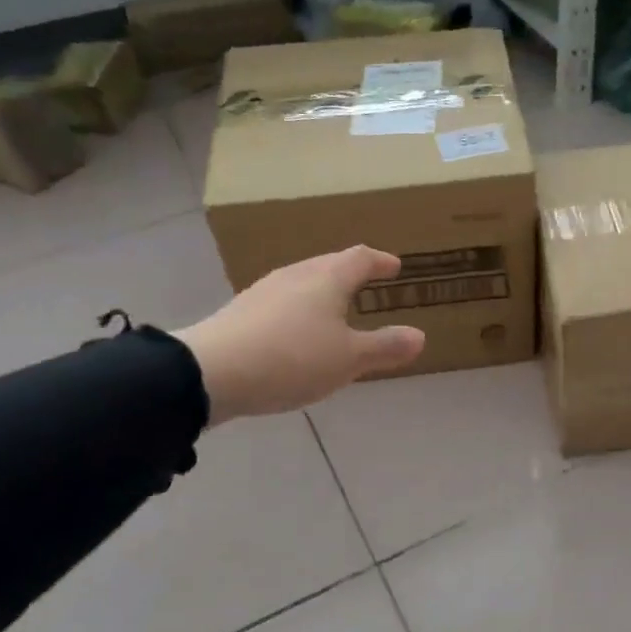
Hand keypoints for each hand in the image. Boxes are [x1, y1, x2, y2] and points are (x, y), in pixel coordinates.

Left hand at [174, 247, 425, 422]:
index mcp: (327, 279)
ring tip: (335, 308)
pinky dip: (300, 310)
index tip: (394, 266)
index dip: (379, 261)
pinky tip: (297, 332)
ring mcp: (263, 292)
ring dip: (323, 291)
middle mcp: (295, 276)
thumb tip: (419, 336)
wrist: (211, 372)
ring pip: (302, 282)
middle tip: (367, 282)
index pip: (359, 258)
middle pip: (328, 264)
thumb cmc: (293, 358)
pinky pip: (282, 303)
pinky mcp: (241, 314)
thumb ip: (385, 347)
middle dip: (350, 272)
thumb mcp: (349, 359)